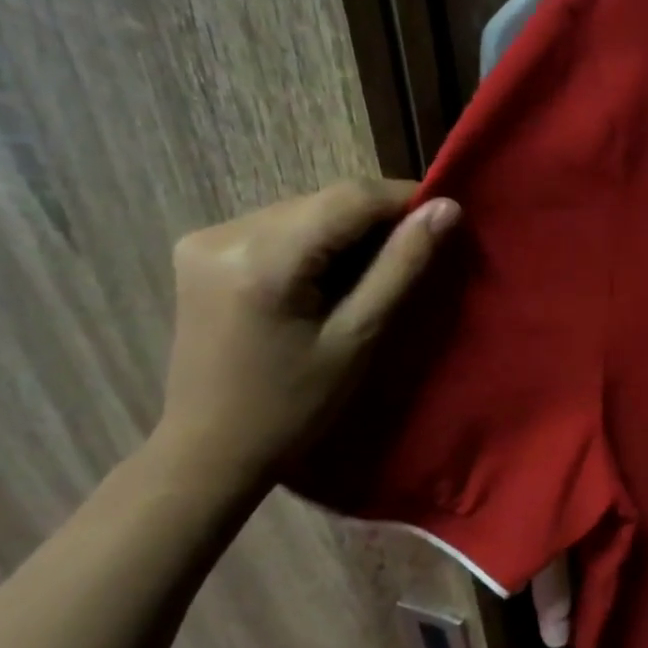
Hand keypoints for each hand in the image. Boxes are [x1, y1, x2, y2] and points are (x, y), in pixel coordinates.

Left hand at [155, 181, 459, 480]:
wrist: (210, 448)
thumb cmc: (293, 407)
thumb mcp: (357, 338)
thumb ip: (401, 267)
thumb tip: (447, 208)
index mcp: (263, 258)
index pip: (349, 198)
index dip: (403, 199)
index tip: (444, 219)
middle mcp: (226, 232)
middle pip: (324, 201)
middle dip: (376, 220)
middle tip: (415, 255)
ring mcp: (206, 238)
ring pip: (303, 210)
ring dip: (346, 231)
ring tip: (374, 273)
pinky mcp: (201, 250)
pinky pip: (278, 227)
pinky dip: (314, 242)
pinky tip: (328, 278)